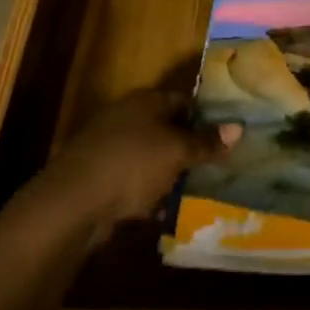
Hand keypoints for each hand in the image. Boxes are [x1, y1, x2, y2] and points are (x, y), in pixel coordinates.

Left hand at [44, 86, 240, 236]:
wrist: (72, 202)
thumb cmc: (131, 164)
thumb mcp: (177, 152)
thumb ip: (206, 142)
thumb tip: (238, 127)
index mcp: (146, 101)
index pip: (184, 100)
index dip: (207, 116)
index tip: (227, 135)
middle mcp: (127, 117)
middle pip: (167, 127)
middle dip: (189, 146)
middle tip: (216, 165)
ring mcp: (109, 146)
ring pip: (150, 155)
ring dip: (169, 171)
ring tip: (195, 190)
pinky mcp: (98, 176)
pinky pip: (133, 179)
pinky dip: (147, 191)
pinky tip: (161, 209)